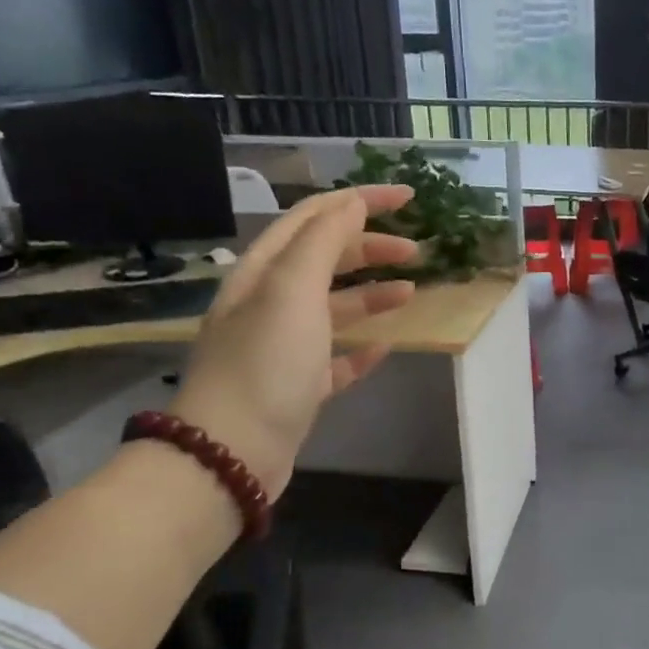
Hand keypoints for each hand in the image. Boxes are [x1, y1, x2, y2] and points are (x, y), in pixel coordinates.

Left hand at [171, 185, 419, 496]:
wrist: (232, 451)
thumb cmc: (265, 363)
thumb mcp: (292, 290)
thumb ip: (323, 241)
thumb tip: (352, 203)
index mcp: (265, 271)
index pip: (315, 217)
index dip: (361, 200)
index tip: (409, 197)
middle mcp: (271, 302)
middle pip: (326, 260)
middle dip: (371, 247)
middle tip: (416, 252)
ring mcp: (284, 347)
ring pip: (334, 308)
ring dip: (372, 295)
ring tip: (411, 294)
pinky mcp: (298, 386)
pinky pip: (336, 358)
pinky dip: (361, 348)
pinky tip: (384, 348)